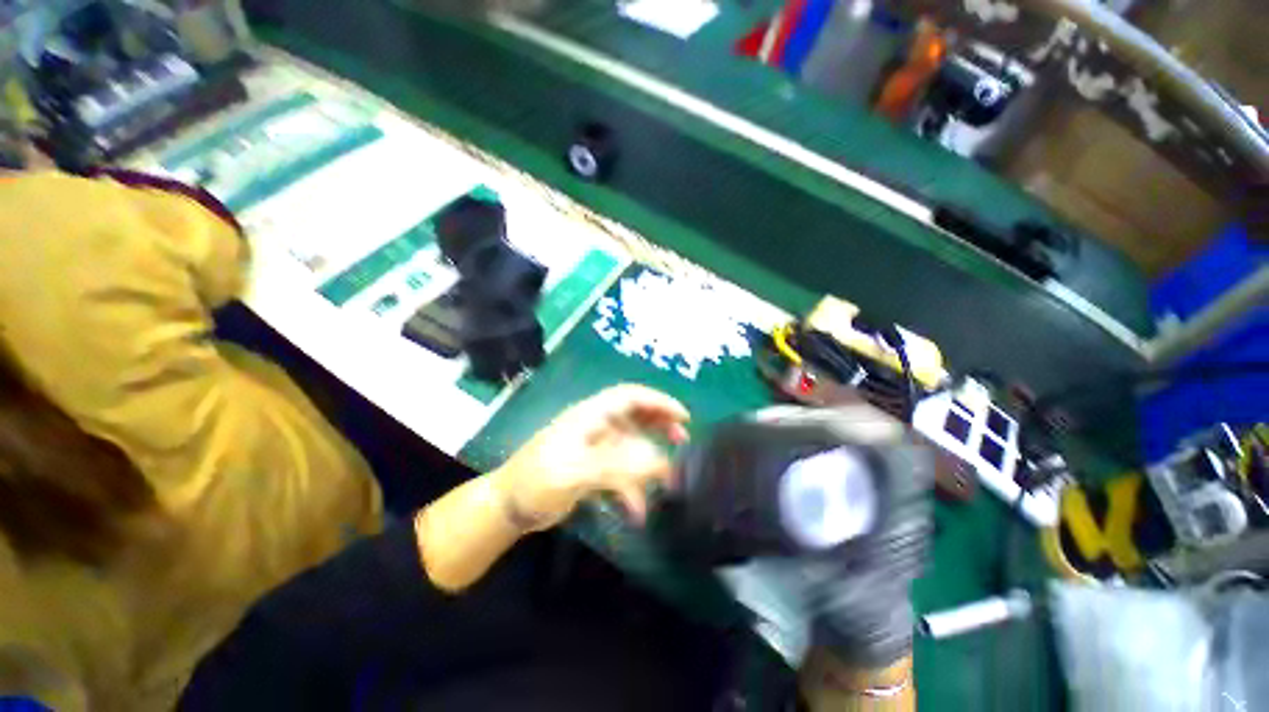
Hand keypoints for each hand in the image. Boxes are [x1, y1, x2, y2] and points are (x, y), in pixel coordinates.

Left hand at [492, 385, 689, 529]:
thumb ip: (618, 466)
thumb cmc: (538, 481)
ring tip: (667, 482)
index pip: (630, 396)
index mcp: (590, 416)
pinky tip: (637, 510)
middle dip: (660, 425)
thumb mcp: (576, 472)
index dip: (658, 401)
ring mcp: (594, 448)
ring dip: (649, 461)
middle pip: (635, 416)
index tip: (683, 417)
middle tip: (682, 439)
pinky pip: (621, 471)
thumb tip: (661, 461)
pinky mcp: (592, 468)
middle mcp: (595, 426)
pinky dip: (632, 486)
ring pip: (631, 445)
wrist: (508, 508)